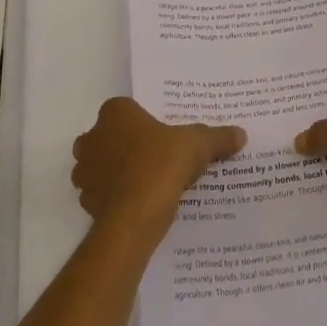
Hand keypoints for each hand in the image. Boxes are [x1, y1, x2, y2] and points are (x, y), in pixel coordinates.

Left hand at [71, 98, 245, 240]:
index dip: (142, 121)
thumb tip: (241, 134)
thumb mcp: (198, 144)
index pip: (126, 109)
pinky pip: (101, 194)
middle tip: (153, 157)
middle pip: (108, 136)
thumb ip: (217, 137)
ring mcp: (85, 171)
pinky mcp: (86, 202)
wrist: (136, 216)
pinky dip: (115, 197)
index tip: (161, 134)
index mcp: (115, 113)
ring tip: (146, 182)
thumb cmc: (162, 164)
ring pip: (99, 166)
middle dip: (124, 145)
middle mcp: (93, 137)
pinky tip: (138, 204)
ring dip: (116, 172)